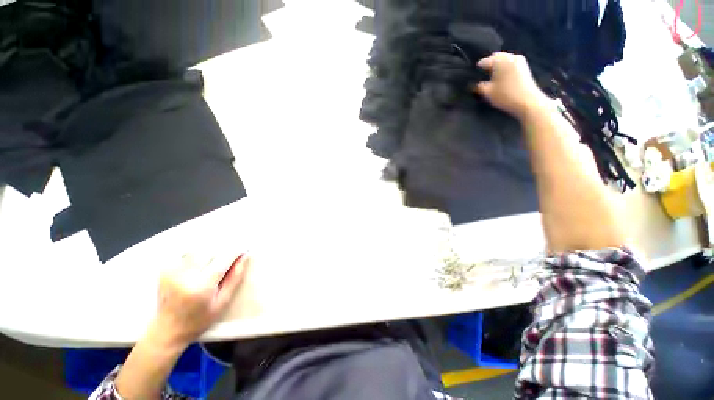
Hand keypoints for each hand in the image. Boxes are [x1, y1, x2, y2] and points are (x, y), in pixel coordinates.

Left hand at [148, 253, 249, 349]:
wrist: (167, 331)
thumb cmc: (199, 320)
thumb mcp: (222, 302)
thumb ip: (234, 278)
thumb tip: (244, 257)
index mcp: (202, 285)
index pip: (224, 258)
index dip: (237, 250)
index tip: (245, 248)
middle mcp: (185, 275)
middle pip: (210, 249)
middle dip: (224, 248)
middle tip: (231, 253)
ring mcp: (172, 271)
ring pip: (197, 248)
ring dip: (210, 250)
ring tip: (216, 258)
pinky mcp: (164, 270)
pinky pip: (184, 253)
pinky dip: (196, 253)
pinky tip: (201, 261)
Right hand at [474, 52, 549, 118]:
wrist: (527, 101)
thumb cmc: (505, 95)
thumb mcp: (487, 93)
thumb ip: (479, 86)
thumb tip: (475, 83)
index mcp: (499, 61)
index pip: (484, 61)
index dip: (478, 68)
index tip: (474, 75)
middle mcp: (509, 56)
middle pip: (496, 56)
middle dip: (489, 64)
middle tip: (483, 74)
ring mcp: (519, 60)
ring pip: (504, 59)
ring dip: (498, 65)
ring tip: (493, 75)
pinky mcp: (524, 66)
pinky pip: (511, 63)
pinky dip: (505, 67)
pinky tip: (502, 76)